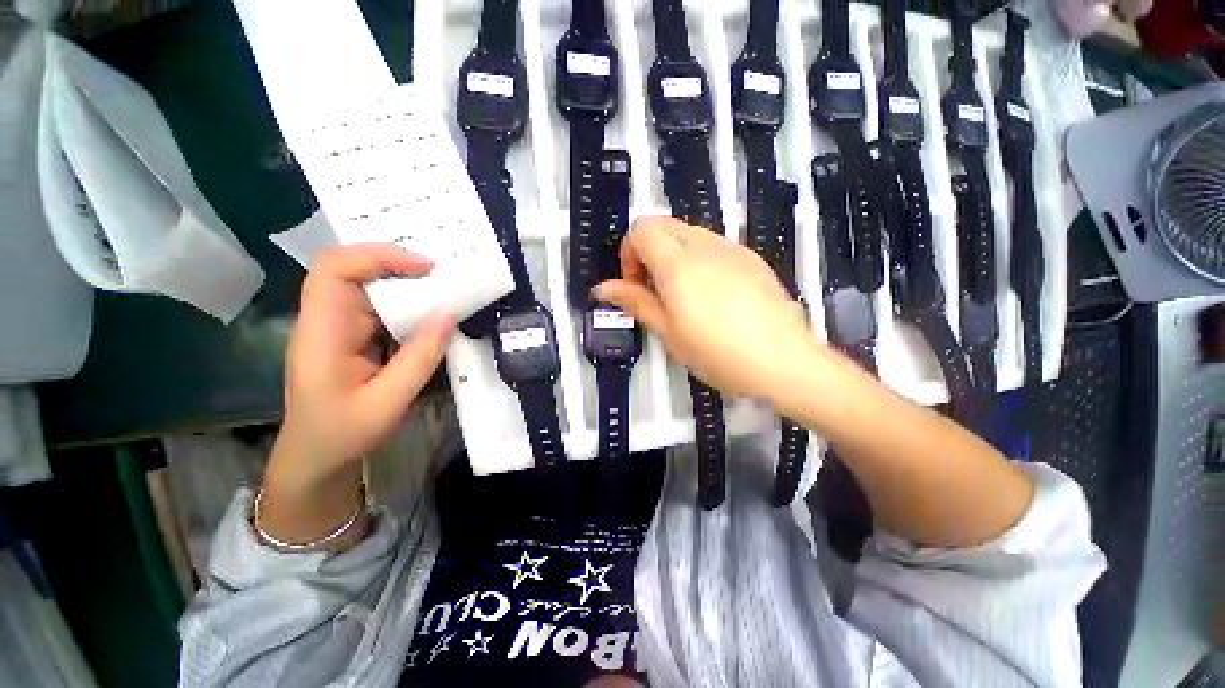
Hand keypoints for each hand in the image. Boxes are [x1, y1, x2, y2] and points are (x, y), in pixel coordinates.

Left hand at [267, 243, 454, 494]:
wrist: (316, 458)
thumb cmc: (344, 434)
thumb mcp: (389, 401)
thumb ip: (421, 357)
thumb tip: (450, 312)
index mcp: (322, 333)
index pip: (334, 271)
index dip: (378, 256)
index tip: (425, 268)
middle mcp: (326, 321)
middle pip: (352, 270)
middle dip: (398, 264)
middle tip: (444, 275)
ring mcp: (338, 328)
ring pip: (369, 288)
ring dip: (407, 285)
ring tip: (445, 290)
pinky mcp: (352, 337)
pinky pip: (380, 309)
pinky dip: (408, 305)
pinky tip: (431, 314)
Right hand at [594, 217, 816, 400]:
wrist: (783, 360)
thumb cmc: (717, 352)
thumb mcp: (668, 331)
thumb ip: (635, 302)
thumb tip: (604, 288)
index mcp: (677, 262)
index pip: (640, 229)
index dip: (628, 254)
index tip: (635, 286)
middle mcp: (704, 245)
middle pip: (662, 225)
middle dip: (648, 252)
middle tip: (654, 291)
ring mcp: (731, 249)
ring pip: (688, 233)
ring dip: (673, 256)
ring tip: (682, 297)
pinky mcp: (750, 258)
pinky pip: (713, 246)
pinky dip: (698, 261)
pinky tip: (710, 297)